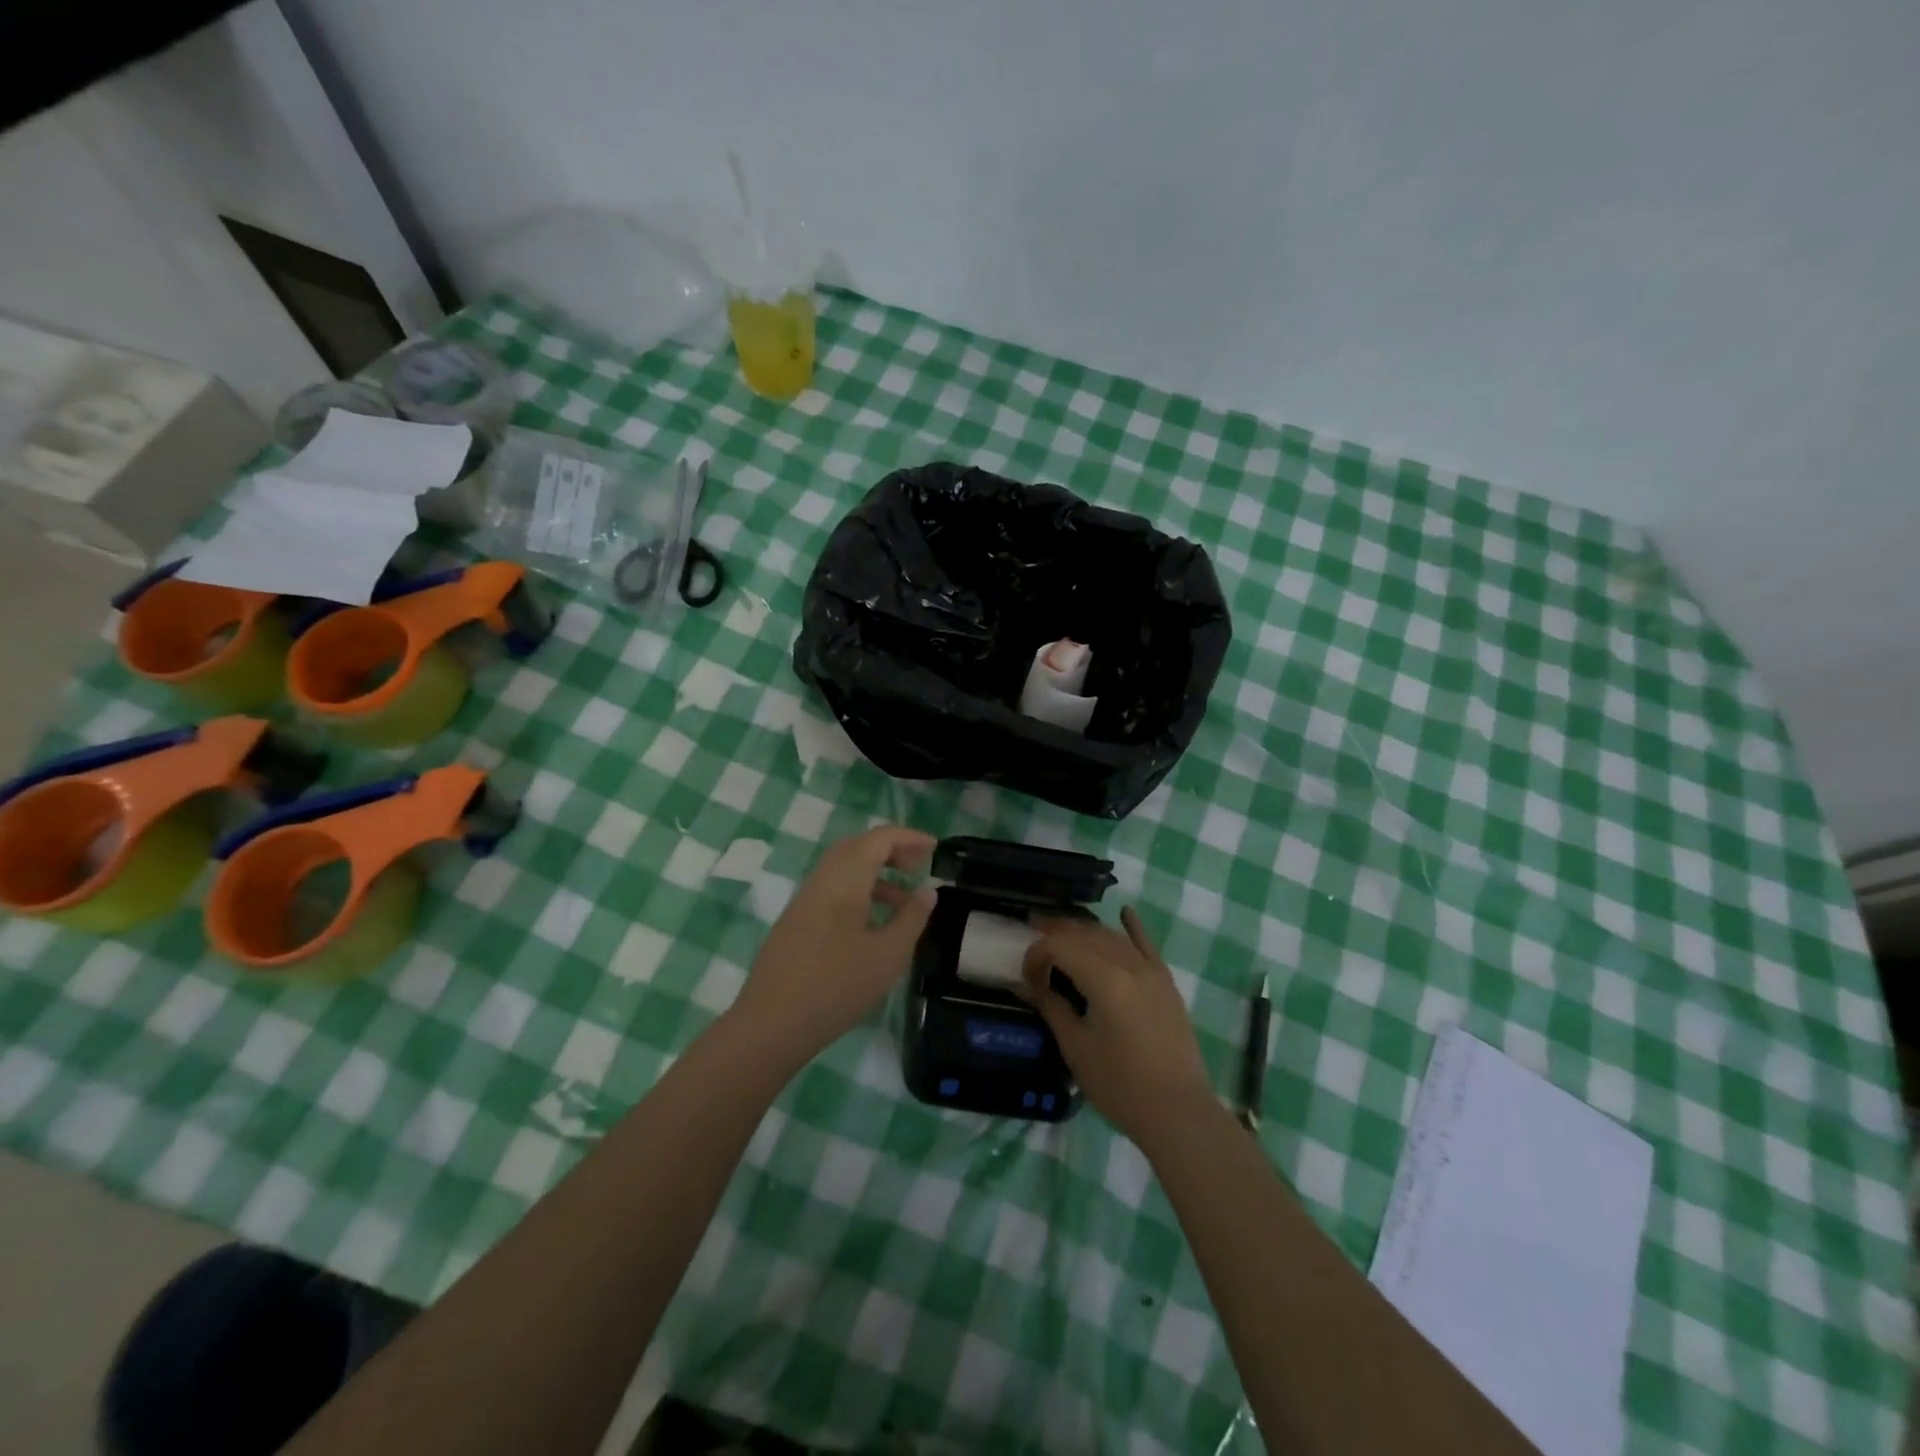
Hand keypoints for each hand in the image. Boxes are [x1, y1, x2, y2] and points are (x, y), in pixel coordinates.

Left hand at [732, 826, 937, 1061]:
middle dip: (891, 851)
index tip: (935, 849)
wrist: (771, 1024)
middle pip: (858, 847)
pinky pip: (833, 890)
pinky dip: (859, 892)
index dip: (909, 838)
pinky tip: (873, 925)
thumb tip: (927, 890)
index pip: (879, 838)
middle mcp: (822, 879)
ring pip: (844, 870)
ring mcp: (804, 900)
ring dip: (876, 874)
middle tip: (919, 869)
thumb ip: (911, 917)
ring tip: (904, 902)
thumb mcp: (888, 954)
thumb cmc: (837, 986)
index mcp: (844, 878)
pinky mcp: (796, 921)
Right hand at [1021, 907, 1216, 1148]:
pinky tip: (1125, 911)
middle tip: (1033, 931)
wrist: (1178, 1112)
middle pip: (1087, 934)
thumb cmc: (1121, 1086)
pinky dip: (1132, 927)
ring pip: (1112, 936)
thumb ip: (1052, 1008)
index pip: (1061, 947)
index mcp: (1104, 980)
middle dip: (1057, 931)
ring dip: (1085, 930)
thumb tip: (1032, 984)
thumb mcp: (1077, 1049)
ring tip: (1063, 930)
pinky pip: (1146, 946)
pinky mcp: (1166, 983)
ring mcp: (1152, 971)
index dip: (1037, 954)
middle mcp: (1129, 965)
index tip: (1026, 975)